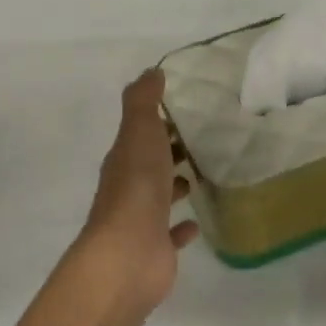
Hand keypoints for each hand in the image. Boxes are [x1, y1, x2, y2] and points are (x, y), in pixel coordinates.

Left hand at [74, 68, 199, 313]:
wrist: (128, 254)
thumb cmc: (136, 188)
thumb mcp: (139, 133)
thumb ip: (144, 102)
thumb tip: (151, 72)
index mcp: (124, 160)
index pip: (140, 135)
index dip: (159, 123)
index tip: (185, 112)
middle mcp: (129, 188)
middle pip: (150, 165)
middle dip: (170, 152)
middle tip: (202, 141)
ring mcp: (142, 221)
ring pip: (159, 197)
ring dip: (174, 186)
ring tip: (201, 175)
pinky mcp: (156, 248)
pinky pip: (170, 233)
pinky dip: (182, 227)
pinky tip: (197, 223)